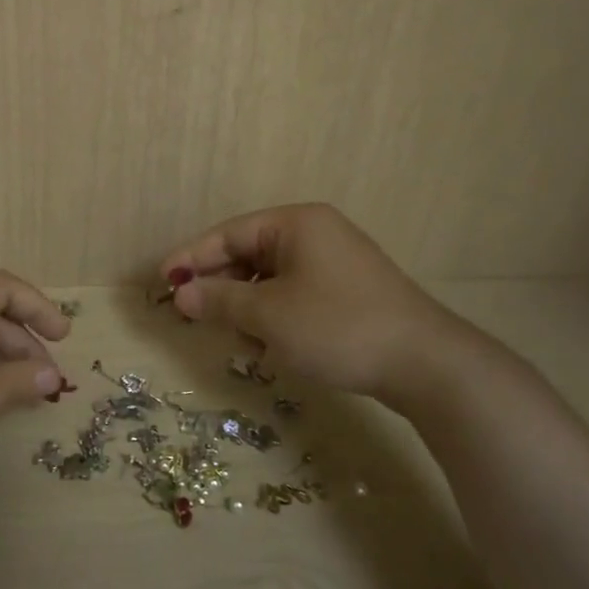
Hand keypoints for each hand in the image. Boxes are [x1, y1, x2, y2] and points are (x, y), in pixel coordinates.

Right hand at [159, 203, 500, 415]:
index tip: (162, 280)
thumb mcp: (268, 314)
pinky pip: (294, 295)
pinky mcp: (347, 292)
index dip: (192, 257)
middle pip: (248, 254)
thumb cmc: (337, 326)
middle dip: (221, 287)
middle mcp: (314, 234)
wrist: (425, 364)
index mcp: (295, 224)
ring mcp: (334, 263)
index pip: (229, 233)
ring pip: (270, 279)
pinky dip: (275, 316)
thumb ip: (219, 300)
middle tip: (194, 315)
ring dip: (248, 308)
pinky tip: (272, 347)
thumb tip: (180, 292)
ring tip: (241, 341)